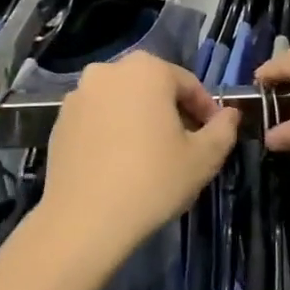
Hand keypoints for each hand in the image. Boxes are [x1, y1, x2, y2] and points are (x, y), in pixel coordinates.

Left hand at [41, 52, 239, 265]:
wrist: (84, 220)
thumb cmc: (152, 180)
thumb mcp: (203, 158)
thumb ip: (223, 130)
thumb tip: (230, 114)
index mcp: (147, 69)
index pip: (189, 84)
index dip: (206, 111)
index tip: (214, 137)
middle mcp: (109, 70)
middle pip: (153, 87)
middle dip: (172, 112)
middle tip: (185, 146)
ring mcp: (79, 94)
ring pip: (123, 101)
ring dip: (140, 119)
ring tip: (151, 156)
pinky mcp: (59, 120)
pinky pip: (98, 118)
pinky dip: (112, 131)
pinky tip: (119, 163)